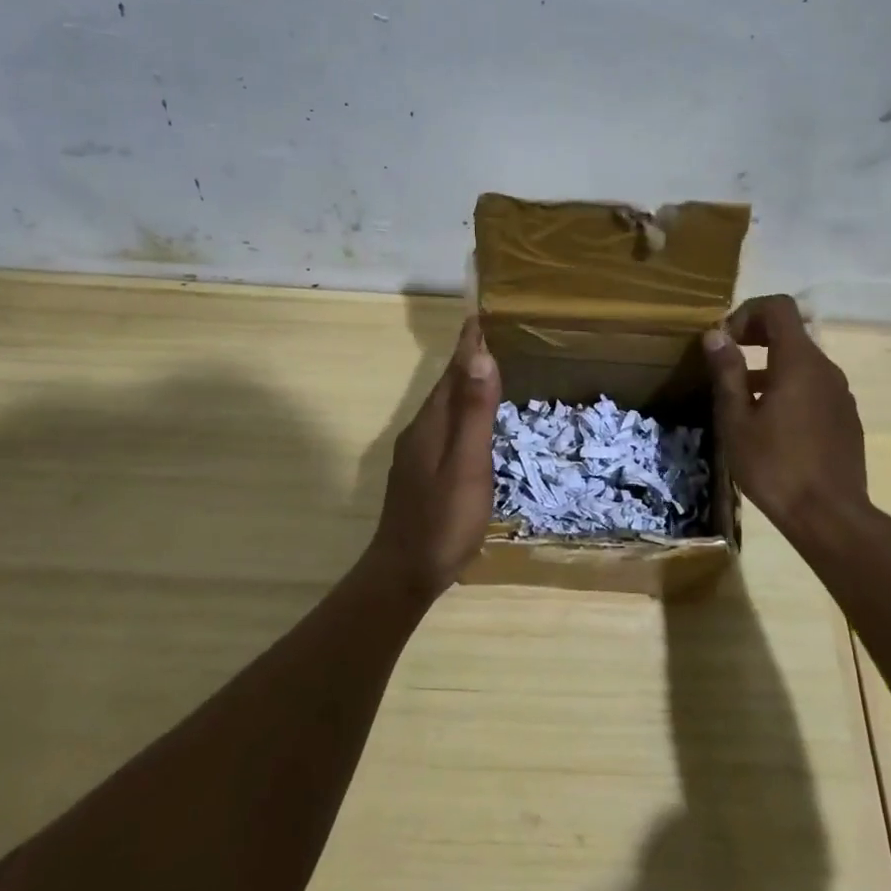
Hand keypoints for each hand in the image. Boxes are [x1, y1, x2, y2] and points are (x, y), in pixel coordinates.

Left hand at [368, 317, 501, 602]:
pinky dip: (459, 412)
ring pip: (443, 408)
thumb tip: (480, 356)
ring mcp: (417, 454)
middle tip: (487, 337)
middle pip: (445, 387)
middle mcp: (420, 432)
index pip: (453, 373)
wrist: (403, 573)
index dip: (468, 347)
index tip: (478, 317)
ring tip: (483, 371)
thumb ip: (474, 413)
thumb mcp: (467, 465)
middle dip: (465, 361)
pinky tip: (469, 424)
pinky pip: (443, 427)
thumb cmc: (443, 520)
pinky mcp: (420, 473)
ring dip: (462, 386)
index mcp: (432, 425)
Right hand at [703, 294, 873, 540]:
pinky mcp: (845, 417)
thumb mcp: (737, 420)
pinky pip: (814, 386)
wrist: (830, 516)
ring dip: (770, 366)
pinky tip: (771, 424)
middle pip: (791, 332)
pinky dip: (789, 387)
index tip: (725, 340)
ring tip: (742, 400)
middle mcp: (825, 368)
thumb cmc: (775, 466)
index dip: (747, 312)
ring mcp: (840, 394)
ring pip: (801, 361)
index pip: (778, 307)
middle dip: (755, 337)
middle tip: (727, 364)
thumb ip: (728, 372)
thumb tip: (716, 335)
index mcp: (799, 362)